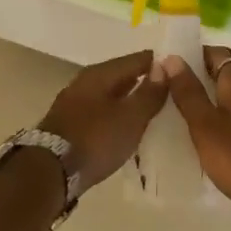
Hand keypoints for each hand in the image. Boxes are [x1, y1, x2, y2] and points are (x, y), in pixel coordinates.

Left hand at [39, 51, 169, 190]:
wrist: (49, 171)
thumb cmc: (95, 140)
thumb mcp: (130, 118)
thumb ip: (149, 93)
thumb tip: (164, 66)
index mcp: (100, 73)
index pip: (137, 59)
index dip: (159, 64)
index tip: (180, 72)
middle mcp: (85, 81)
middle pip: (122, 75)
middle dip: (144, 81)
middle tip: (171, 92)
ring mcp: (74, 102)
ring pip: (110, 94)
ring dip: (129, 100)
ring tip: (152, 111)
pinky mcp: (69, 124)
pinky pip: (100, 111)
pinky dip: (116, 115)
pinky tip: (126, 127)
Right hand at [161, 47, 230, 209]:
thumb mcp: (205, 124)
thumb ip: (188, 92)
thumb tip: (173, 58)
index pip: (218, 53)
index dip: (197, 55)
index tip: (175, 65)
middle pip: (229, 75)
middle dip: (205, 80)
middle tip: (177, 93)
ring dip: (218, 102)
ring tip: (192, 117)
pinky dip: (230, 122)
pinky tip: (218, 140)